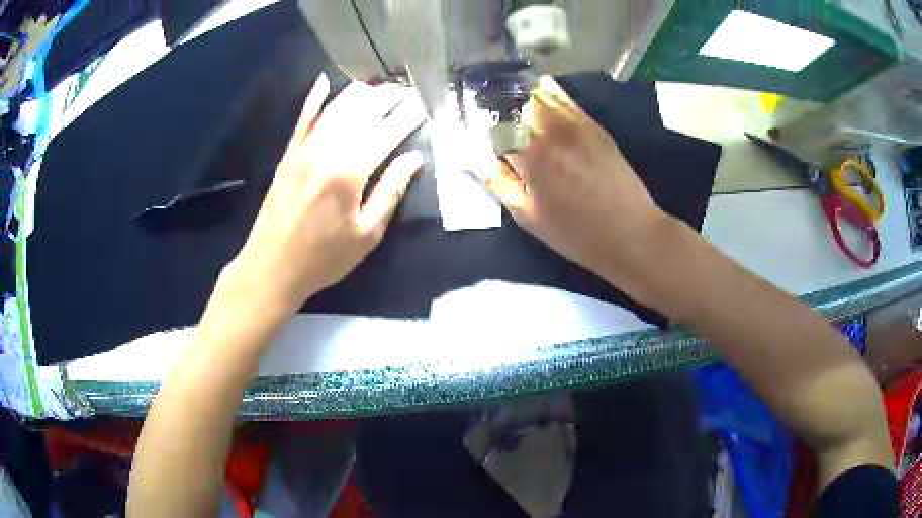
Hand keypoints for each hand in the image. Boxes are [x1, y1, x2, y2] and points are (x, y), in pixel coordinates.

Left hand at [226, 74, 424, 315]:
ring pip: (335, 108)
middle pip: (361, 111)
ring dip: (360, 93)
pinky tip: (325, 82)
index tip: (424, 106)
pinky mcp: (289, 154)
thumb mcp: (367, 234)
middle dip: (387, 97)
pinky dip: (315, 99)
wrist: (271, 267)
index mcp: (349, 172)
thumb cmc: (323, 258)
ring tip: (380, 86)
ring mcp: (304, 149)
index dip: (407, 117)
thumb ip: (391, 191)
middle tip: (407, 91)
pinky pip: (303, 118)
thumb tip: (415, 159)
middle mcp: (326, 150)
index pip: (386, 133)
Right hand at [474, 77, 671, 295]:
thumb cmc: (574, 232)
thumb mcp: (527, 215)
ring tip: (514, 108)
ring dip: (520, 98)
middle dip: (498, 107)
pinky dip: (547, 95)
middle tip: (494, 121)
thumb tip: (469, 157)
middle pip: (514, 101)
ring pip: (538, 94)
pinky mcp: (593, 124)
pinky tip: (540, 98)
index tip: (476, 133)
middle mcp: (551, 129)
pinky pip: (564, 98)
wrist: (630, 232)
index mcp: (530, 154)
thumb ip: (496, 181)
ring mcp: (576, 123)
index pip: (492, 124)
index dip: (480, 126)